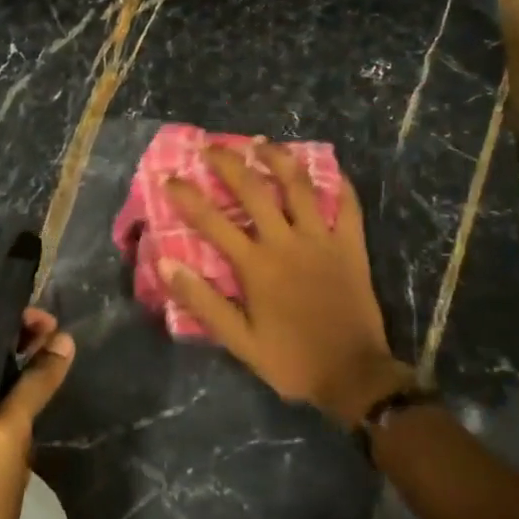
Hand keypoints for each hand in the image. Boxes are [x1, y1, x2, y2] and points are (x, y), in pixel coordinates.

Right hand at [164, 142, 407, 427]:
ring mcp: (322, 240)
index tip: (168, 177)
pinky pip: (348, 206)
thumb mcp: (238, 340)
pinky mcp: (351, 246)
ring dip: (278, 159)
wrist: (352, 375)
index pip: (212, 221)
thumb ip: (202, 300)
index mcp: (256, 265)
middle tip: (210, 147)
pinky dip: (338, 185)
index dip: (187, 196)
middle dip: (228, 163)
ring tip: (262, 143)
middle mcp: (286, 242)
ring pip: (299, 186)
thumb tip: (166, 263)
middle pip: (253, 190)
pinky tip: (329, 170)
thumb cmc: (290, 359)